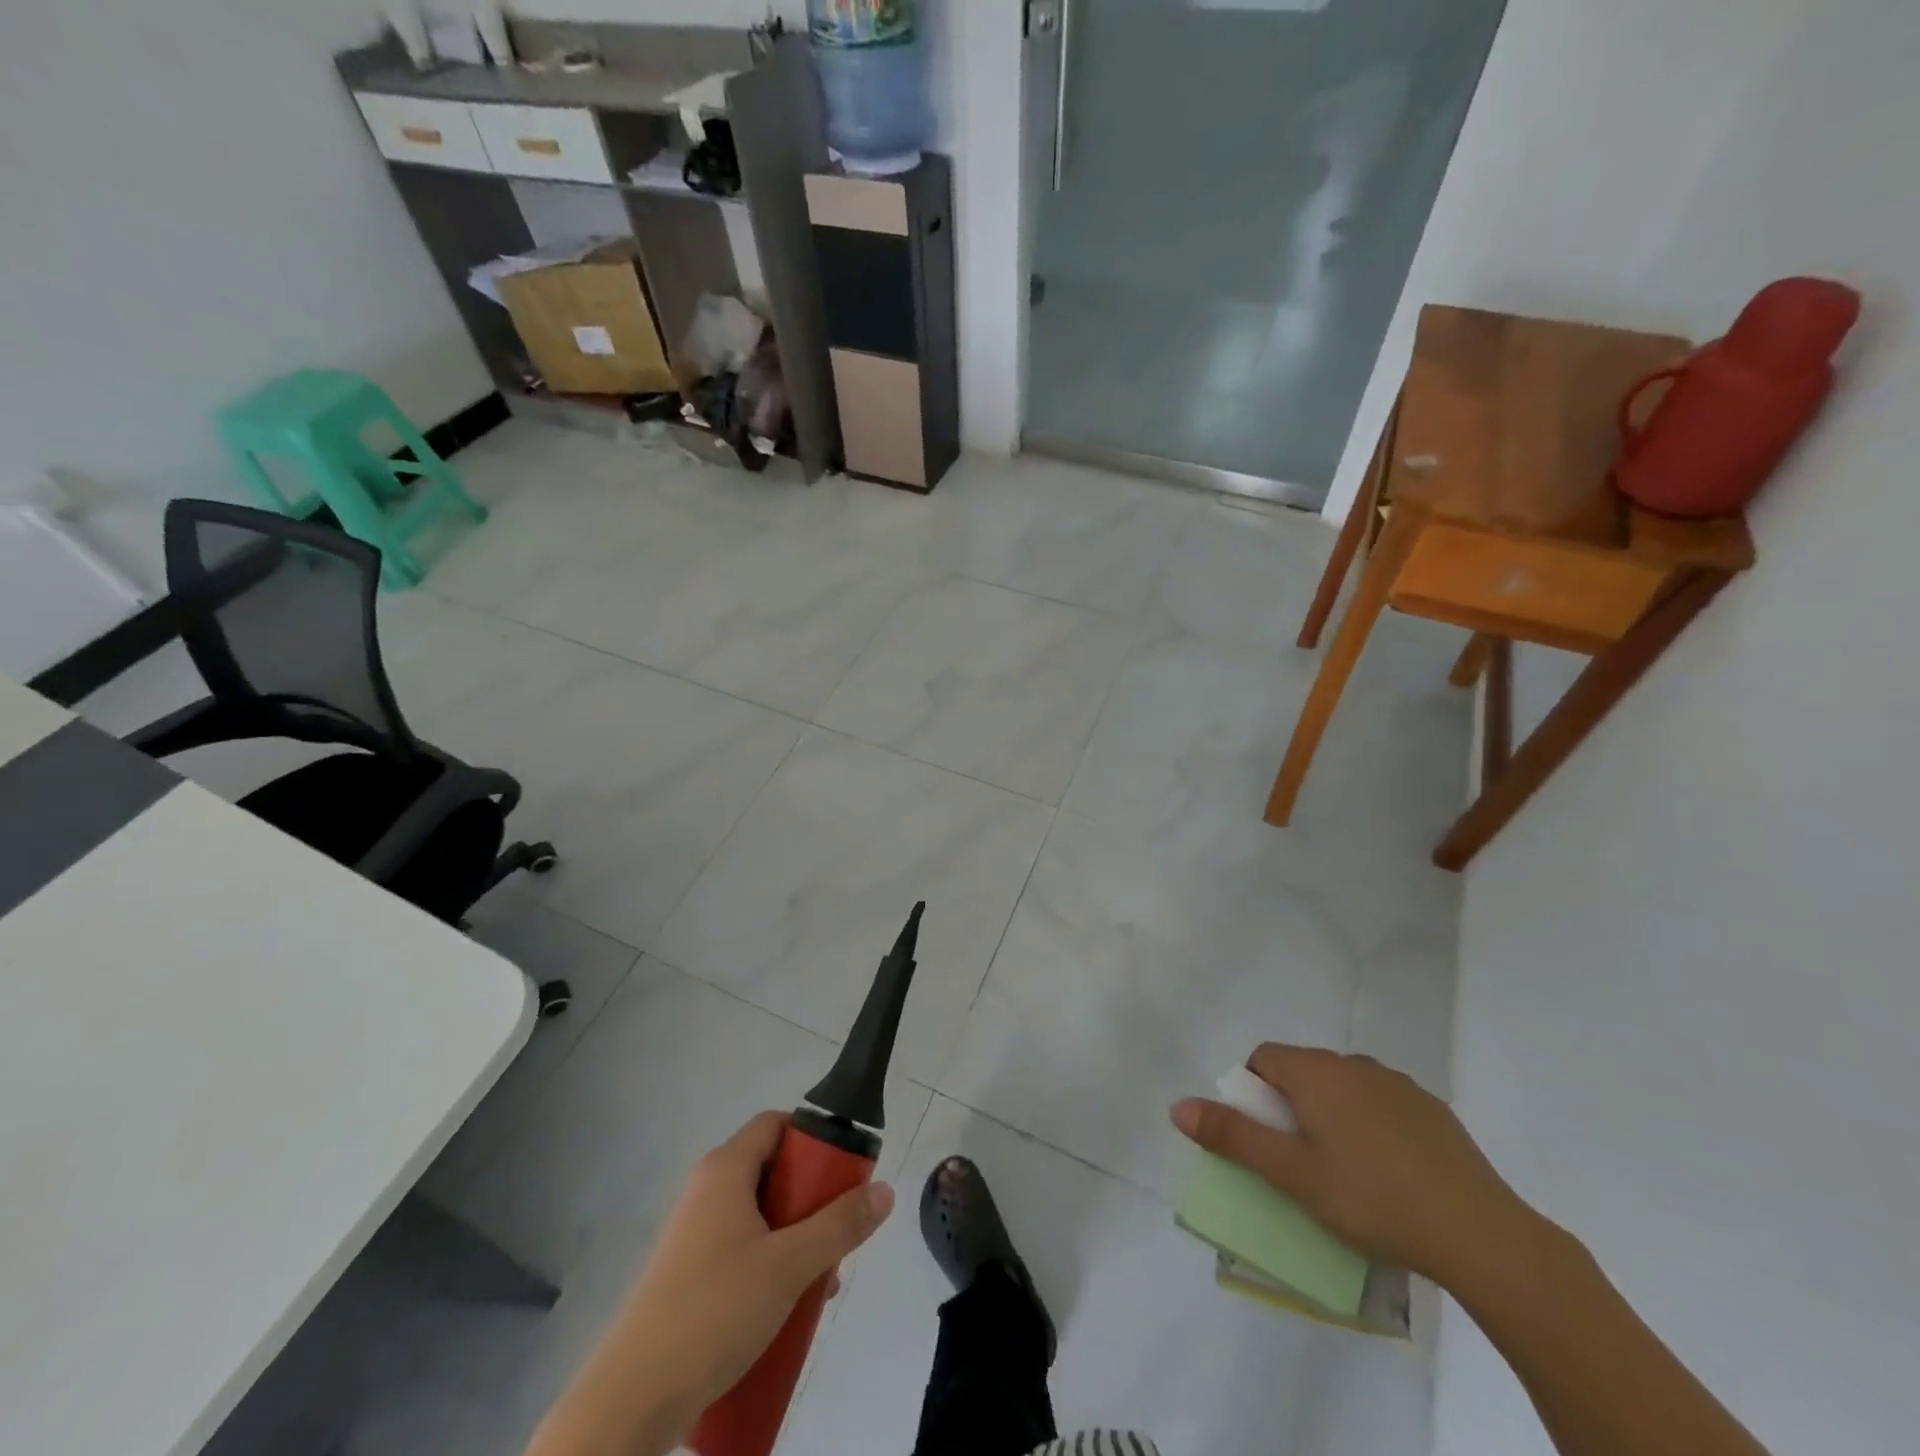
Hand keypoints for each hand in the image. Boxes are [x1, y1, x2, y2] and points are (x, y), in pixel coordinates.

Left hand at [527, 1113, 893, 1455]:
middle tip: (837, 1234)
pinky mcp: (688, 1274)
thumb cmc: (714, 1310)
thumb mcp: (789, 1265)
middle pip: (772, 1170)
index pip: (775, 1123)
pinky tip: (785, 1309)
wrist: (632, 1398)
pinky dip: (770, 1265)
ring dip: (795, 1240)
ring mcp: (694, 1233)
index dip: (812, 1137)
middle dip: (812, 1200)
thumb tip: (884, 1189)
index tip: (843, 1170)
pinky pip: (742, 1249)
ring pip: (760, 1216)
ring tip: (818, 1282)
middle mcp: (707, 1190)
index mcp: (725, 1169)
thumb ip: (840, 1225)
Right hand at [1171, 1044, 1537, 1288]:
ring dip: (1331, 1115)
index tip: (1265, 1141)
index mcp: (1315, 1071)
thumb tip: (1177, 1105)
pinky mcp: (1432, 1109)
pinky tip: (1390, 1174)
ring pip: (1343, 1088)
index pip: (1263, 1060)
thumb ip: (1233, 1137)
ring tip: (1345, 1173)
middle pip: (1302, 1071)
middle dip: (1290, 1107)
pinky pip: (1382, 1104)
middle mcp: (1353, 1063)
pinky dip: (1371, 1126)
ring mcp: (1398, 1083)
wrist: (1484, 1235)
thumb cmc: (1372, 1199)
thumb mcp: (1292, 1175)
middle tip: (1299, 1164)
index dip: (1252, 1095)